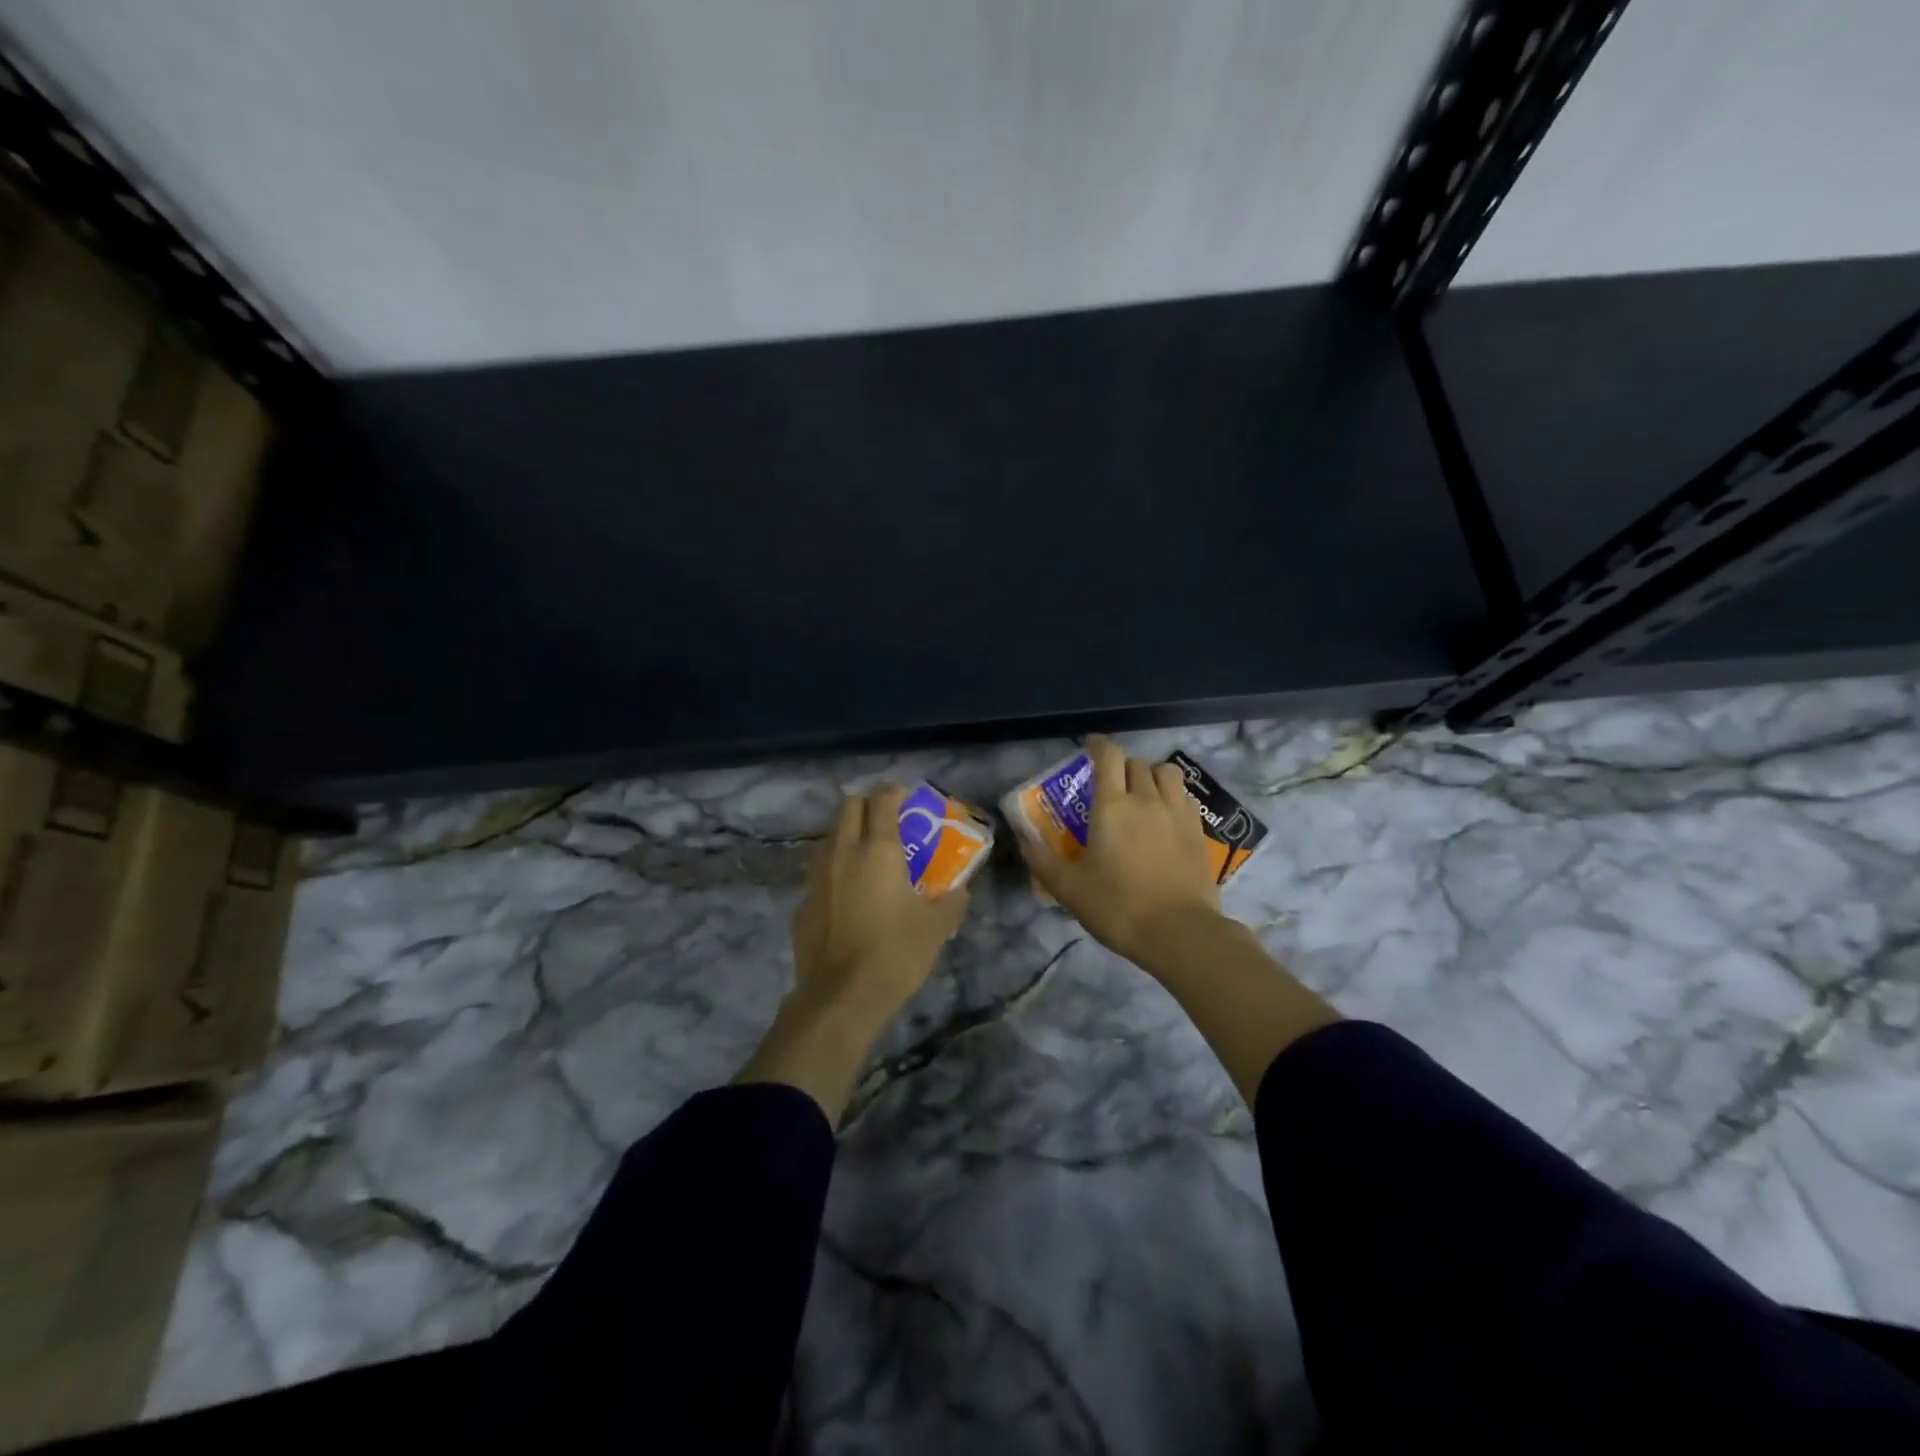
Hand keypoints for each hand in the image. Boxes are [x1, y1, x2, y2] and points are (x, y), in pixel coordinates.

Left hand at [739, 786, 970, 1121]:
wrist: (840, 998)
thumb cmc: (895, 954)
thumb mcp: (936, 928)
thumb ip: (951, 902)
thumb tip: (960, 891)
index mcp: (877, 850)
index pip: (882, 799)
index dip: (895, 791)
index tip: (908, 797)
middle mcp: (842, 852)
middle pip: (848, 806)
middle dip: (868, 805)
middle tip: (888, 821)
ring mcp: (817, 876)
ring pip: (829, 836)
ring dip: (847, 834)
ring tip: (866, 855)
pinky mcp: (803, 902)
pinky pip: (819, 871)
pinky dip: (834, 870)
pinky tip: (847, 895)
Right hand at [1016, 736, 1224, 968]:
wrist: (1180, 932)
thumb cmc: (1118, 906)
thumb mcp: (1069, 889)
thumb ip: (1042, 861)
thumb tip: (1023, 841)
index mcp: (1112, 806)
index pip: (1108, 757)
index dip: (1098, 745)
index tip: (1090, 746)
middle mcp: (1146, 800)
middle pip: (1136, 763)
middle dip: (1121, 766)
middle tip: (1110, 783)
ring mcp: (1177, 814)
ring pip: (1167, 773)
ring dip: (1151, 775)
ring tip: (1143, 792)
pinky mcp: (1199, 832)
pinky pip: (1185, 798)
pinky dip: (1173, 796)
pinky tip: (1166, 816)